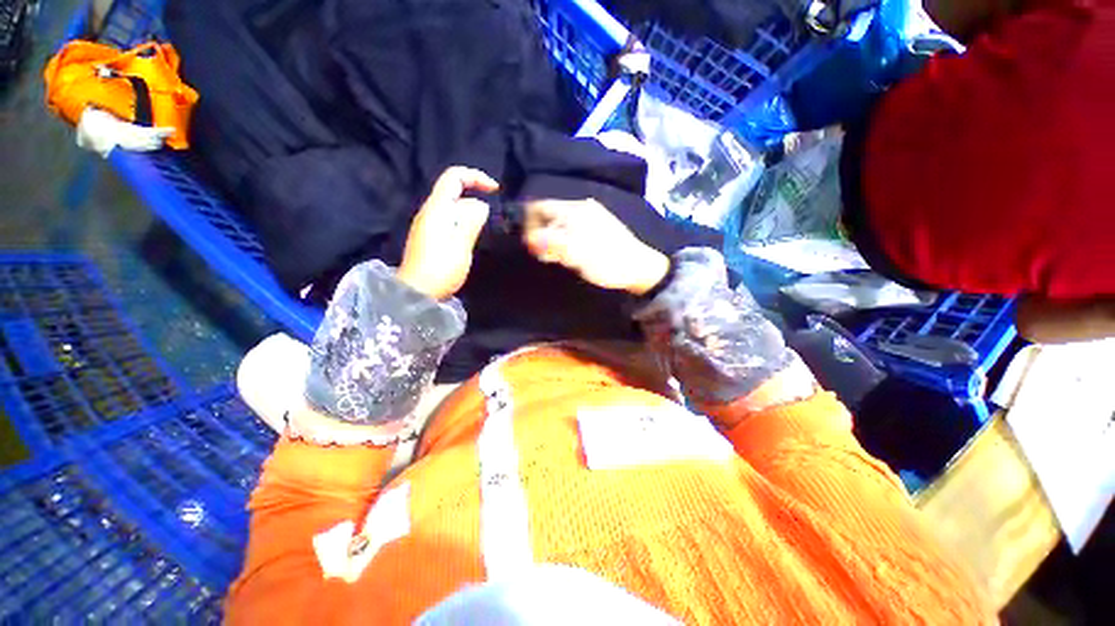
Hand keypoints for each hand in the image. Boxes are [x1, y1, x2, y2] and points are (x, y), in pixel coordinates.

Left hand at [397, 167, 498, 299]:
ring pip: (453, 210)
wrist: (417, 292)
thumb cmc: (441, 268)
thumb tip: (481, 205)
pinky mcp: (430, 238)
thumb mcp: (461, 244)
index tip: (495, 190)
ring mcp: (428, 225)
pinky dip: (463, 225)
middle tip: (490, 224)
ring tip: (481, 235)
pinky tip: (469, 242)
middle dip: (475, 201)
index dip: (476, 177)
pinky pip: (450, 222)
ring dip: (471, 216)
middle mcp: (430, 212)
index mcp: (436, 208)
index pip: (454, 177)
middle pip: (454, 193)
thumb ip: (471, 221)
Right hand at [523, 199, 669, 294]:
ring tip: (559, 259)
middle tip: (547, 256)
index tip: (532, 247)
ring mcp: (590, 217)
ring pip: (559, 224)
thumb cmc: (607, 261)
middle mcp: (581, 208)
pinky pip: (570, 230)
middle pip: (548, 215)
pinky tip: (571, 256)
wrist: (639, 268)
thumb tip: (529, 239)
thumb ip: (553, 244)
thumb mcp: (578, 255)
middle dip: (541, 235)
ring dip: (553, 240)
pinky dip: (564, 242)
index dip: (529, 225)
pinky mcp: (596, 227)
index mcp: (574, 210)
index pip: (539, 207)